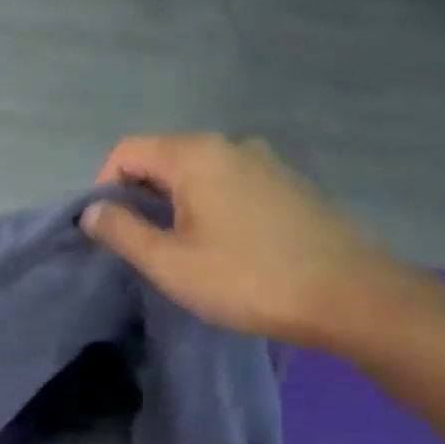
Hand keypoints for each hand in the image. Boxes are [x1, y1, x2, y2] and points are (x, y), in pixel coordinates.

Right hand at [81, 134, 405, 347]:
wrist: (354, 298)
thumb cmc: (249, 279)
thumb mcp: (170, 263)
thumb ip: (121, 231)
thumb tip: (90, 211)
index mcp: (196, 155)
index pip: (126, 151)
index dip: (102, 186)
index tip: (107, 229)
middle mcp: (230, 145)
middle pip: (161, 157)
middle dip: (137, 195)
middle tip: (137, 244)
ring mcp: (266, 162)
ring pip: (196, 172)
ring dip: (172, 202)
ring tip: (176, 248)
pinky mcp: (289, 184)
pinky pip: (229, 183)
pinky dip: (207, 205)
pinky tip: (221, 245)